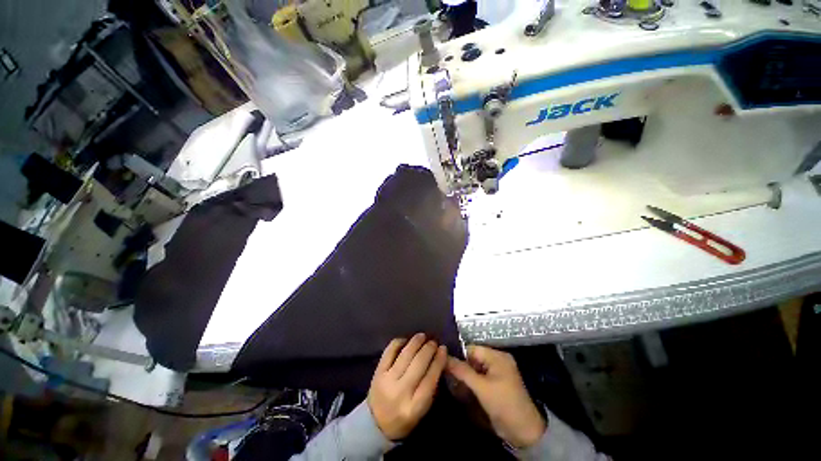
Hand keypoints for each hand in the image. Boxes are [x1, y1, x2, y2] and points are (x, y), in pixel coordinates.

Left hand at [368, 333, 446, 439]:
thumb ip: (431, 387)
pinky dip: (399, 342)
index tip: (443, 349)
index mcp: (414, 407)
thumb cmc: (403, 418)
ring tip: (422, 336)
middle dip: (428, 349)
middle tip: (434, 342)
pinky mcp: (378, 372)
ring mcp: (387, 380)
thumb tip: (439, 361)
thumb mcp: (421, 410)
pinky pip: (390, 351)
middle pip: (418, 363)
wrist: (375, 424)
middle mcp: (400, 392)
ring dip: (416, 342)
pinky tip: (406, 340)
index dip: (438, 361)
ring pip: (405, 354)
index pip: (430, 379)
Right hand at [446, 346, 545, 448]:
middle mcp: (498, 360)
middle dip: (461, 365)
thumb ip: (462, 371)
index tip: (444, 362)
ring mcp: (497, 373)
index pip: (472, 349)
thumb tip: (445, 357)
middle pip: (473, 358)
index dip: (458, 355)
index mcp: (497, 356)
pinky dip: (471, 381)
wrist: (524, 431)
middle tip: (446, 373)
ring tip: (450, 380)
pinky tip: (461, 387)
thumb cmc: (503, 404)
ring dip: (465, 374)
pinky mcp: (496, 384)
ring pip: (475, 368)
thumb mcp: (481, 387)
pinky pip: (480, 377)